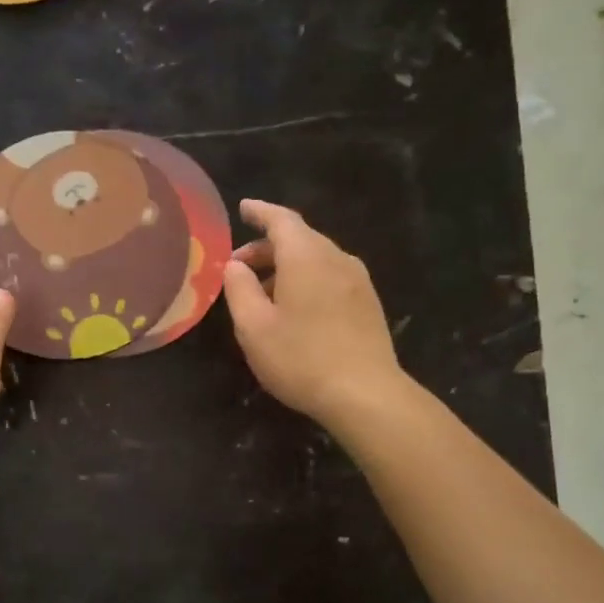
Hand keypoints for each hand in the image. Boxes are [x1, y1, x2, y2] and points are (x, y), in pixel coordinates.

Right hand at [222, 199, 408, 429]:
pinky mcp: (368, 303)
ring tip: (263, 293)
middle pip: (300, 238)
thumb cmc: (301, 359)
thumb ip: (239, 289)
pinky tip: (296, 308)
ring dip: (287, 267)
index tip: (243, 208)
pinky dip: (308, 280)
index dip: (260, 212)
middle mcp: (336, 258)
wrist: (366, 393)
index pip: (281, 220)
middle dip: (267, 247)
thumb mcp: (253, 327)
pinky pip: (331, 277)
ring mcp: (358, 280)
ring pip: (317, 259)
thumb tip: (235, 266)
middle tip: (239, 267)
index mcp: (306, 256)